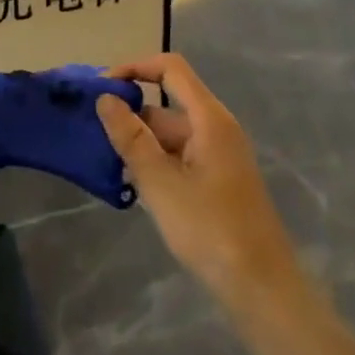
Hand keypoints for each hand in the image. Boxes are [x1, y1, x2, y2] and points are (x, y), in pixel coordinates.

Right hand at [98, 53, 301, 315]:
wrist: (260, 287)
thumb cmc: (209, 228)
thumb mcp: (160, 182)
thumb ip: (130, 137)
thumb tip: (106, 98)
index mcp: (209, 118)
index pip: (170, 68)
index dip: (135, 67)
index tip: (102, 87)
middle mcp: (216, 128)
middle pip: (167, 104)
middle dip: (130, 114)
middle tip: (93, 134)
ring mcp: (218, 155)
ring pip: (170, 134)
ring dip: (139, 143)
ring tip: (105, 163)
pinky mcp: (217, 180)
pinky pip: (179, 156)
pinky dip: (154, 162)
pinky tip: (131, 186)